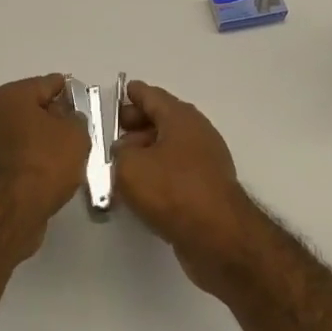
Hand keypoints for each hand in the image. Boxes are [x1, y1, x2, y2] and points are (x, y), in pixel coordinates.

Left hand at [0, 75, 90, 260]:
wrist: (7, 213)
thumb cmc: (43, 164)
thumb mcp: (75, 135)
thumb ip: (75, 118)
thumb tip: (66, 117)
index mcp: (7, 95)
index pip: (45, 84)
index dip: (68, 91)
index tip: (82, 100)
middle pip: (27, 107)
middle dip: (50, 116)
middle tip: (74, 129)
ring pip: (16, 133)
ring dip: (35, 139)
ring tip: (61, 155)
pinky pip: (9, 155)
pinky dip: (24, 159)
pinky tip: (42, 172)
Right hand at [114, 81, 260, 291]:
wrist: (219, 237)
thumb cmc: (173, 191)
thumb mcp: (129, 166)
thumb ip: (118, 153)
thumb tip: (123, 153)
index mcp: (180, 117)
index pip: (152, 96)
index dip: (133, 94)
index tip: (120, 92)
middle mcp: (196, 133)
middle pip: (161, 120)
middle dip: (136, 125)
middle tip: (112, 135)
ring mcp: (205, 161)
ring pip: (168, 147)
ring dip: (145, 152)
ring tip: (118, 165)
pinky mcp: (206, 188)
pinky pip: (176, 171)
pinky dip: (157, 173)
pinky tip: (139, 190)